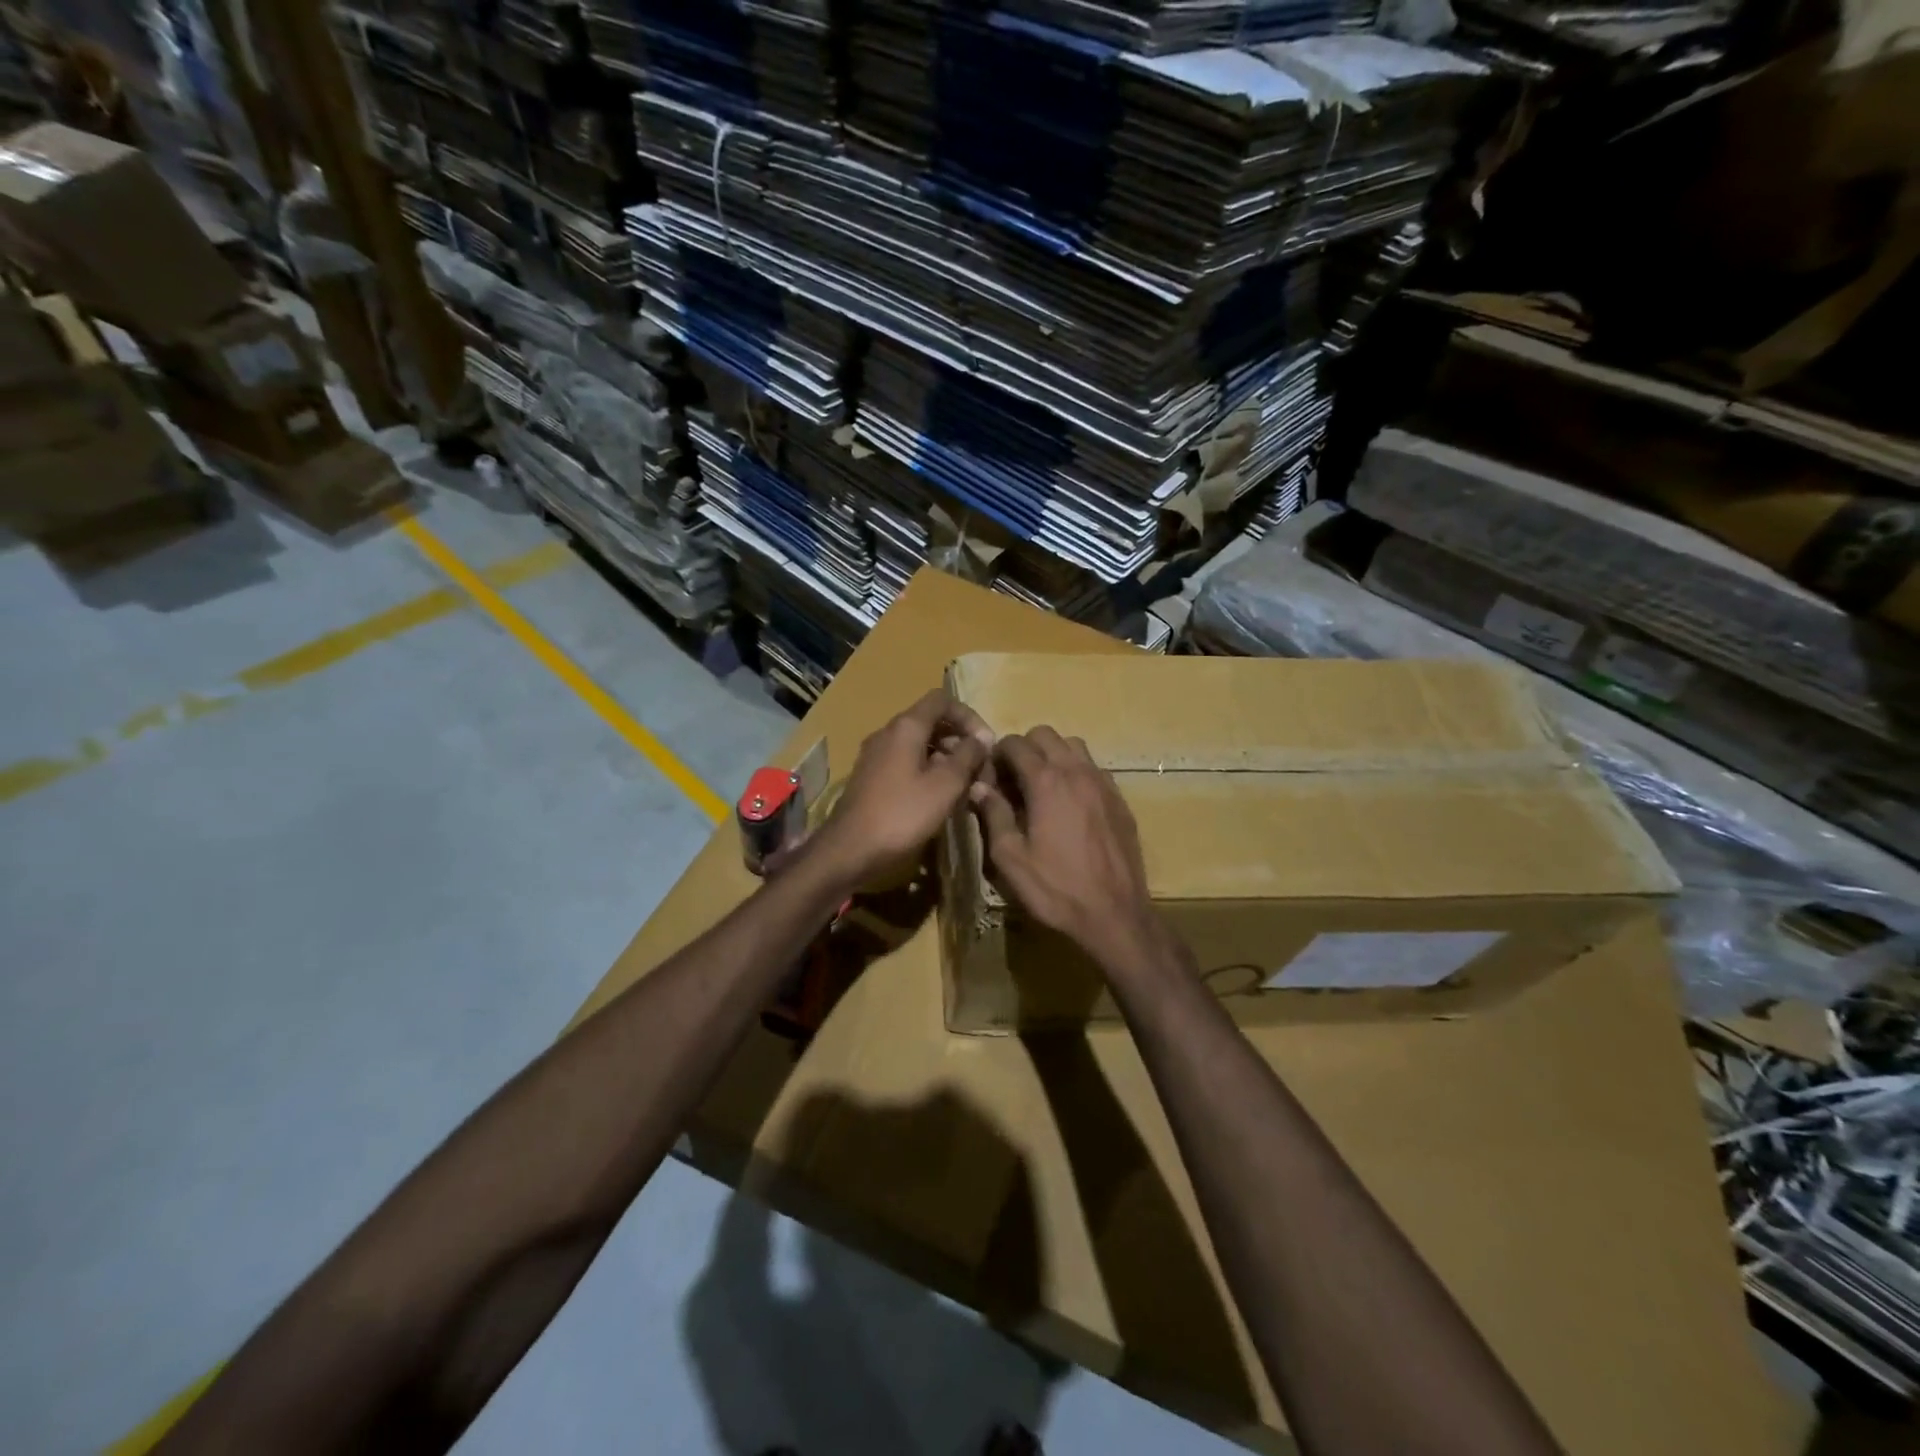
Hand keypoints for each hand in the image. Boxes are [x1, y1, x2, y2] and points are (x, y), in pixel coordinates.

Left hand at [812, 690, 993, 888]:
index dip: (969, 716)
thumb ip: (968, 756)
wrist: (849, 850)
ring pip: (918, 744)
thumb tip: (982, 738)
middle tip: (979, 768)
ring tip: (965, 785)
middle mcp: (887, 733)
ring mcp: (876, 756)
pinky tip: (939, 798)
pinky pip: (906, 763)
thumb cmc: (902, 814)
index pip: (942, 700)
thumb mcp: (945, 785)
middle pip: (930, 722)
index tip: (986, 743)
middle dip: (959, 740)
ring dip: (945, 758)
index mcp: (905, 727)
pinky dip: (927, 771)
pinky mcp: (871, 778)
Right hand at [969, 727, 1158, 965]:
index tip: (990, 776)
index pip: (1016, 744)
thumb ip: (993, 815)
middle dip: (1025, 749)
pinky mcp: (1120, 800)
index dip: (997, 755)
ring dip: (1053, 756)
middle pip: (1046, 735)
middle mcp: (1077, 772)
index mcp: (1046, 782)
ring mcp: (1104, 783)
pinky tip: (1070, 804)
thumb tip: (979, 786)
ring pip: (1074, 746)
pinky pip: (1094, 768)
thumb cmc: (1056, 888)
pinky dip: (1077, 773)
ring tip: (1043, 788)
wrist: (1115, 914)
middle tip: (1013, 780)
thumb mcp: (1010, 858)